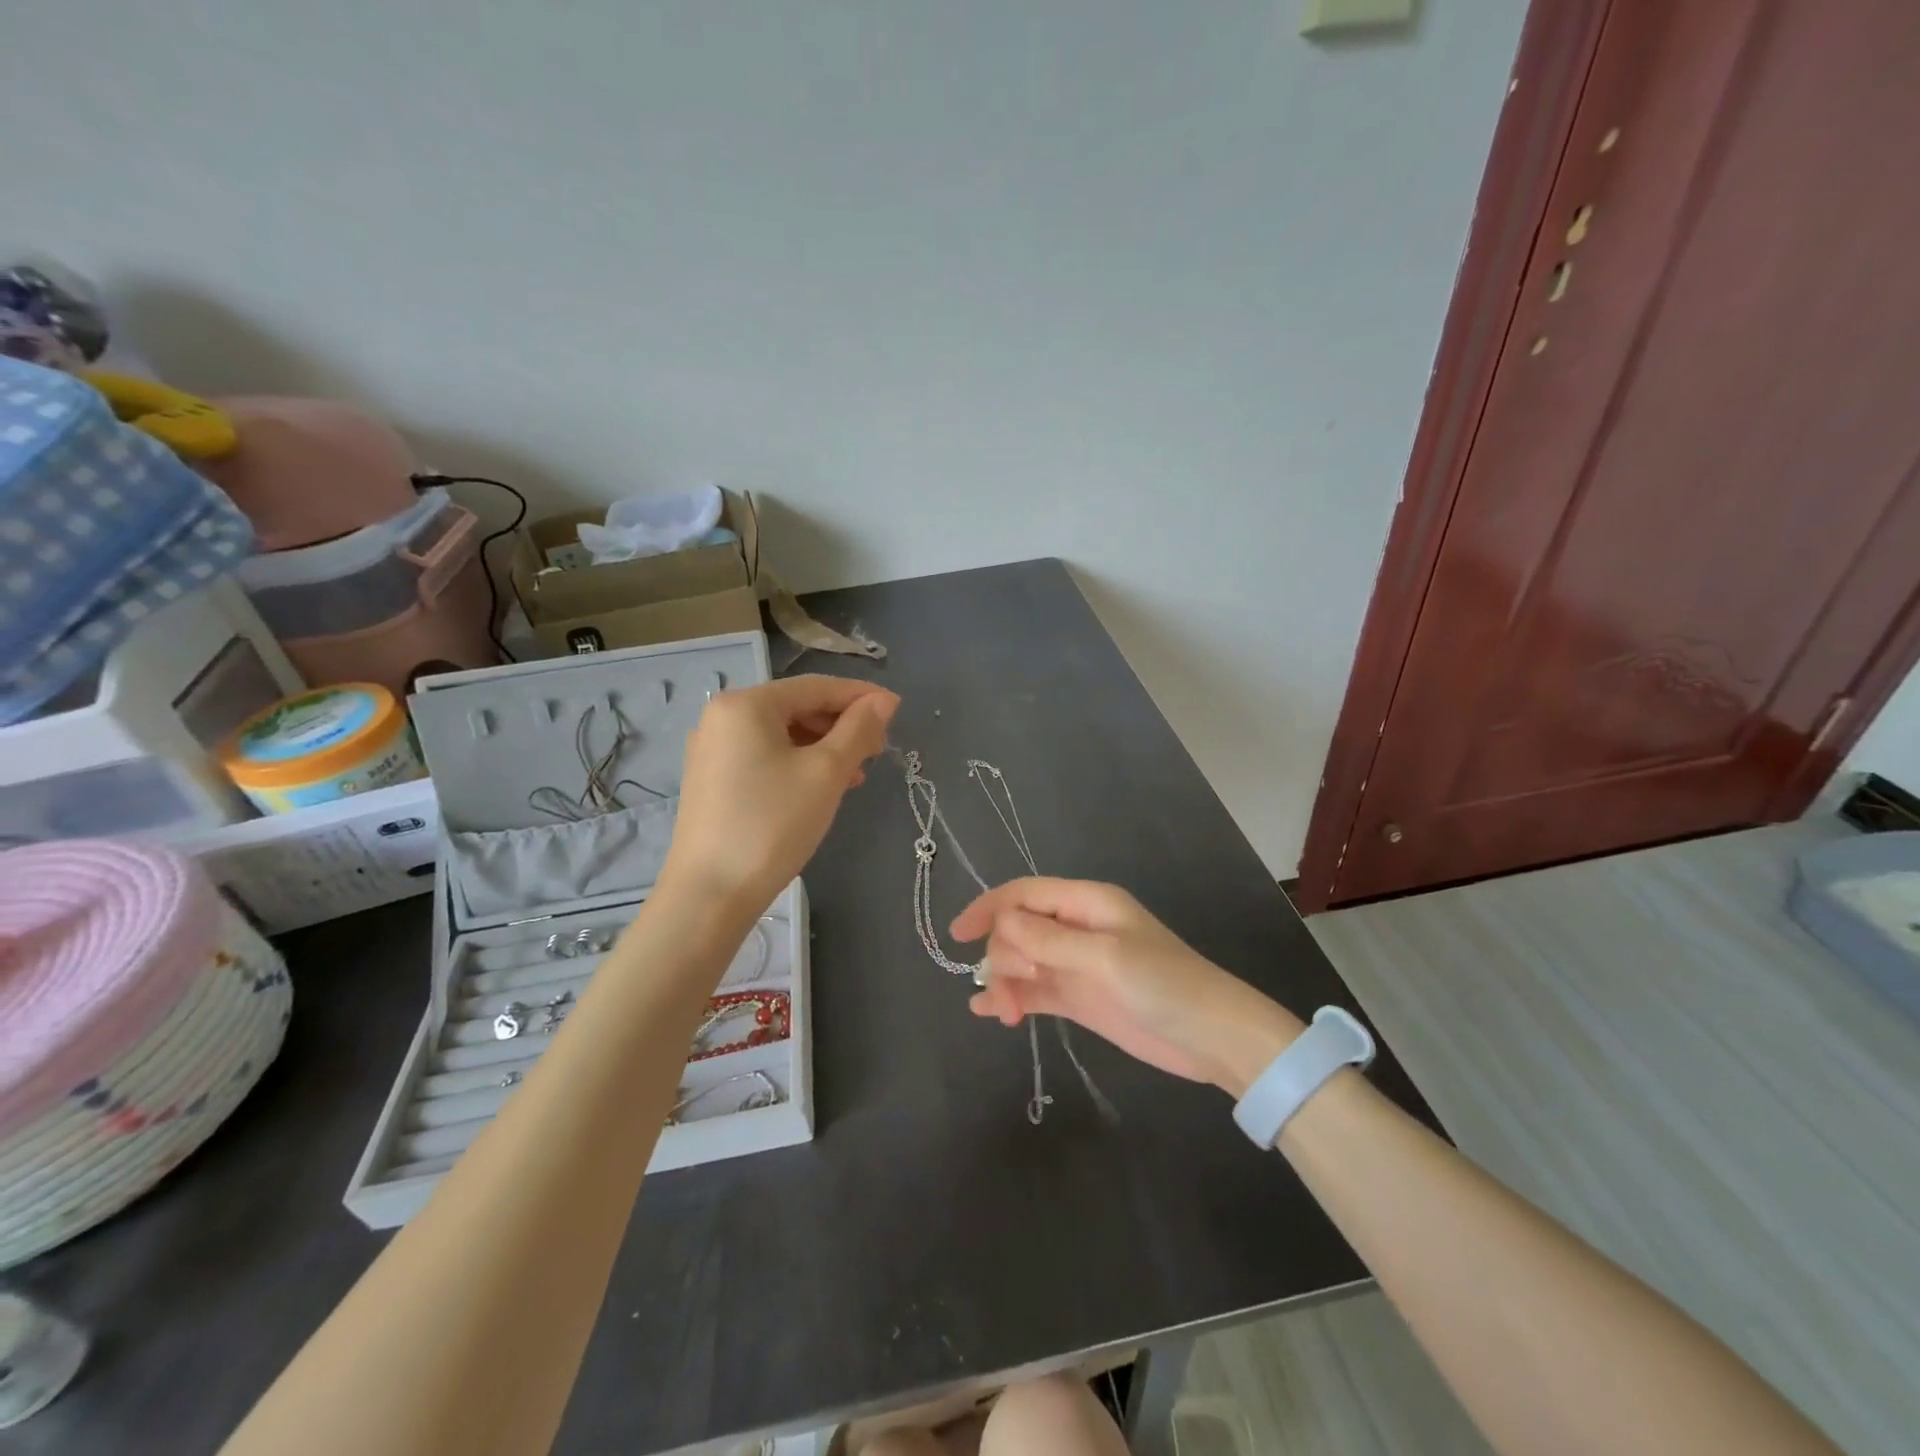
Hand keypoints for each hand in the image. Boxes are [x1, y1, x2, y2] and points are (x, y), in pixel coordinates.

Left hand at [661, 675, 897, 911]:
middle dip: (842, 725)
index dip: (860, 695)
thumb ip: (858, 729)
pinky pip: (765, 756)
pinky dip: (798, 763)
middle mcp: (722, 717)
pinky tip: (821, 788)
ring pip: (782, 734)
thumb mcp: (826, 772)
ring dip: (824, 747)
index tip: (897, 710)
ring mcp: (712, 750)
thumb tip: (884, 701)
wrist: (711, 894)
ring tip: (855, 775)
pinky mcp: (712, 780)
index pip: (815, 686)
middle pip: (797, 707)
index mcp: (746, 704)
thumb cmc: (772, 824)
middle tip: (878, 750)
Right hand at [950, 878, 1303, 1095]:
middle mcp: (1076, 928)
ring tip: (1006, 1013)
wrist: (1212, 1037)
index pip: (1024, 894)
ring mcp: (1075, 964)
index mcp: (1086, 903)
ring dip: (1003, 982)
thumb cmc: (1163, 984)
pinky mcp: (1078, 997)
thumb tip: (1000, 925)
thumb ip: (1049, 941)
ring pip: (1020, 962)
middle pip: (1017, 930)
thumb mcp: (1105, 957)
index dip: (988, 908)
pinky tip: (991, 1013)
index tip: (958, 935)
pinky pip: (1033, 991)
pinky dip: (1011, 998)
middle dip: (1003, 955)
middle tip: (1018, 986)